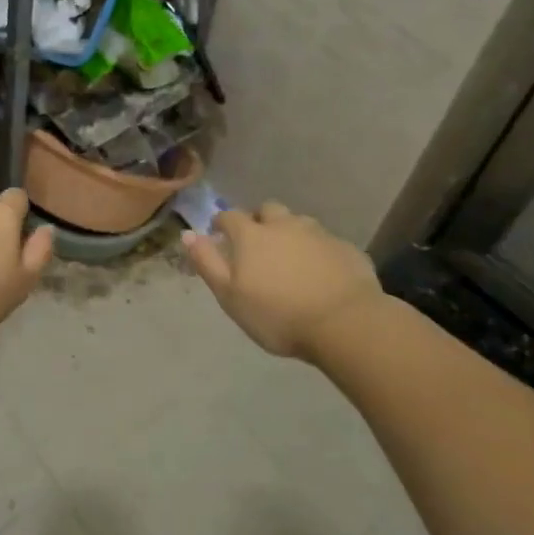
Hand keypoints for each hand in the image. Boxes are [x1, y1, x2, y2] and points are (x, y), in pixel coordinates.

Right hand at [183, 201, 383, 358]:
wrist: (346, 324)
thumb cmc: (278, 314)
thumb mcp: (230, 296)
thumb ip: (207, 263)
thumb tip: (187, 234)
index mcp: (252, 235)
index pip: (230, 216)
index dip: (222, 223)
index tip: (219, 233)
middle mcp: (284, 225)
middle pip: (268, 210)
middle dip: (260, 221)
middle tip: (259, 243)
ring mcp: (318, 234)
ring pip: (299, 223)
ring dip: (291, 233)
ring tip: (291, 257)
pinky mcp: (346, 249)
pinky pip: (326, 243)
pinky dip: (319, 251)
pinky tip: (322, 272)